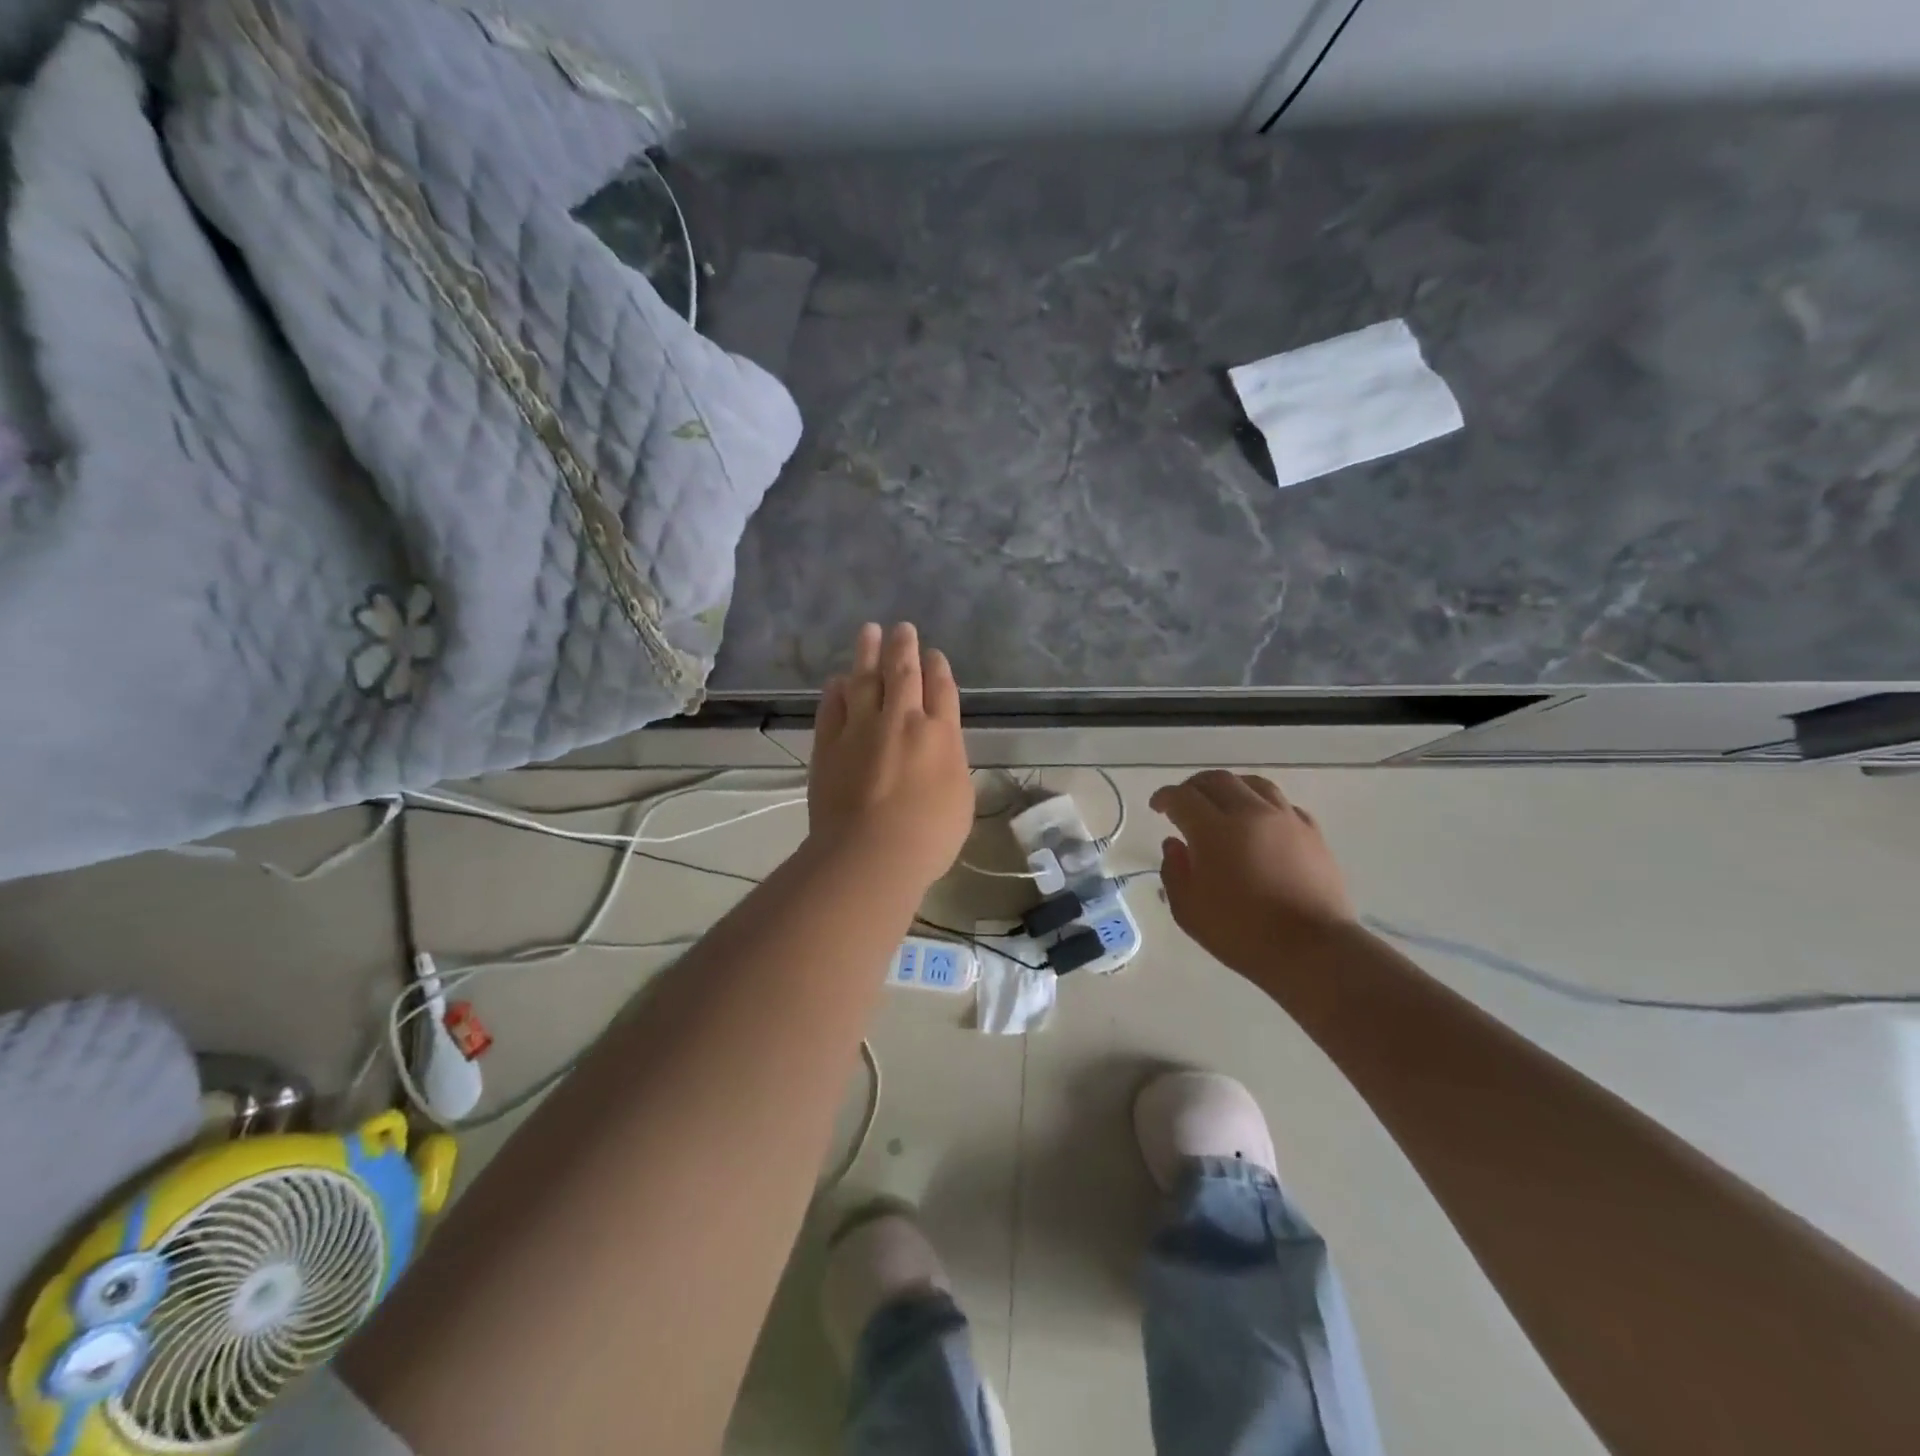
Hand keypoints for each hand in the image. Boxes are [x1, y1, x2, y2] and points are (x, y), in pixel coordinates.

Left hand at [809, 623, 972, 893]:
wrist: (870, 853)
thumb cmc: (929, 837)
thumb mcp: (960, 800)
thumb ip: (951, 764)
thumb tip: (939, 747)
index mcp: (940, 735)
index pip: (941, 689)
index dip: (938, 668)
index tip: (933, 654)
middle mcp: (901, 721)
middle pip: (903, 672)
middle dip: (903, 647)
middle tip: (902, 628)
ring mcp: (861, 728)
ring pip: (864, 679)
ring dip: (867, 653)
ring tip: (868, 631)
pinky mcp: (829, 744)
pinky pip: (832, 706)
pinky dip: (836, 690)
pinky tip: (838, 680)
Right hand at [1150, 771, 1356, 980]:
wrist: (1312, 950)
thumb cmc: (1242, 933)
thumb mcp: (1189, 910)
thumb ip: (1174, 871)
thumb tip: (1174, 844)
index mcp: (1214, 830)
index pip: (1182, 797)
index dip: (1164, 797)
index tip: (1157, 807)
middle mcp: (1249, 813)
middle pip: (1217, 781)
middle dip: (1194, 787)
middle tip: (1184, 802)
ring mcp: (1285, 820)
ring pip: (1253, 784)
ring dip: (1230, 787)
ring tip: (1221, 801)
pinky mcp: (1312, 832)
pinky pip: (1283, 804)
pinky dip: (1263, 804)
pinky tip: (1259, 820)